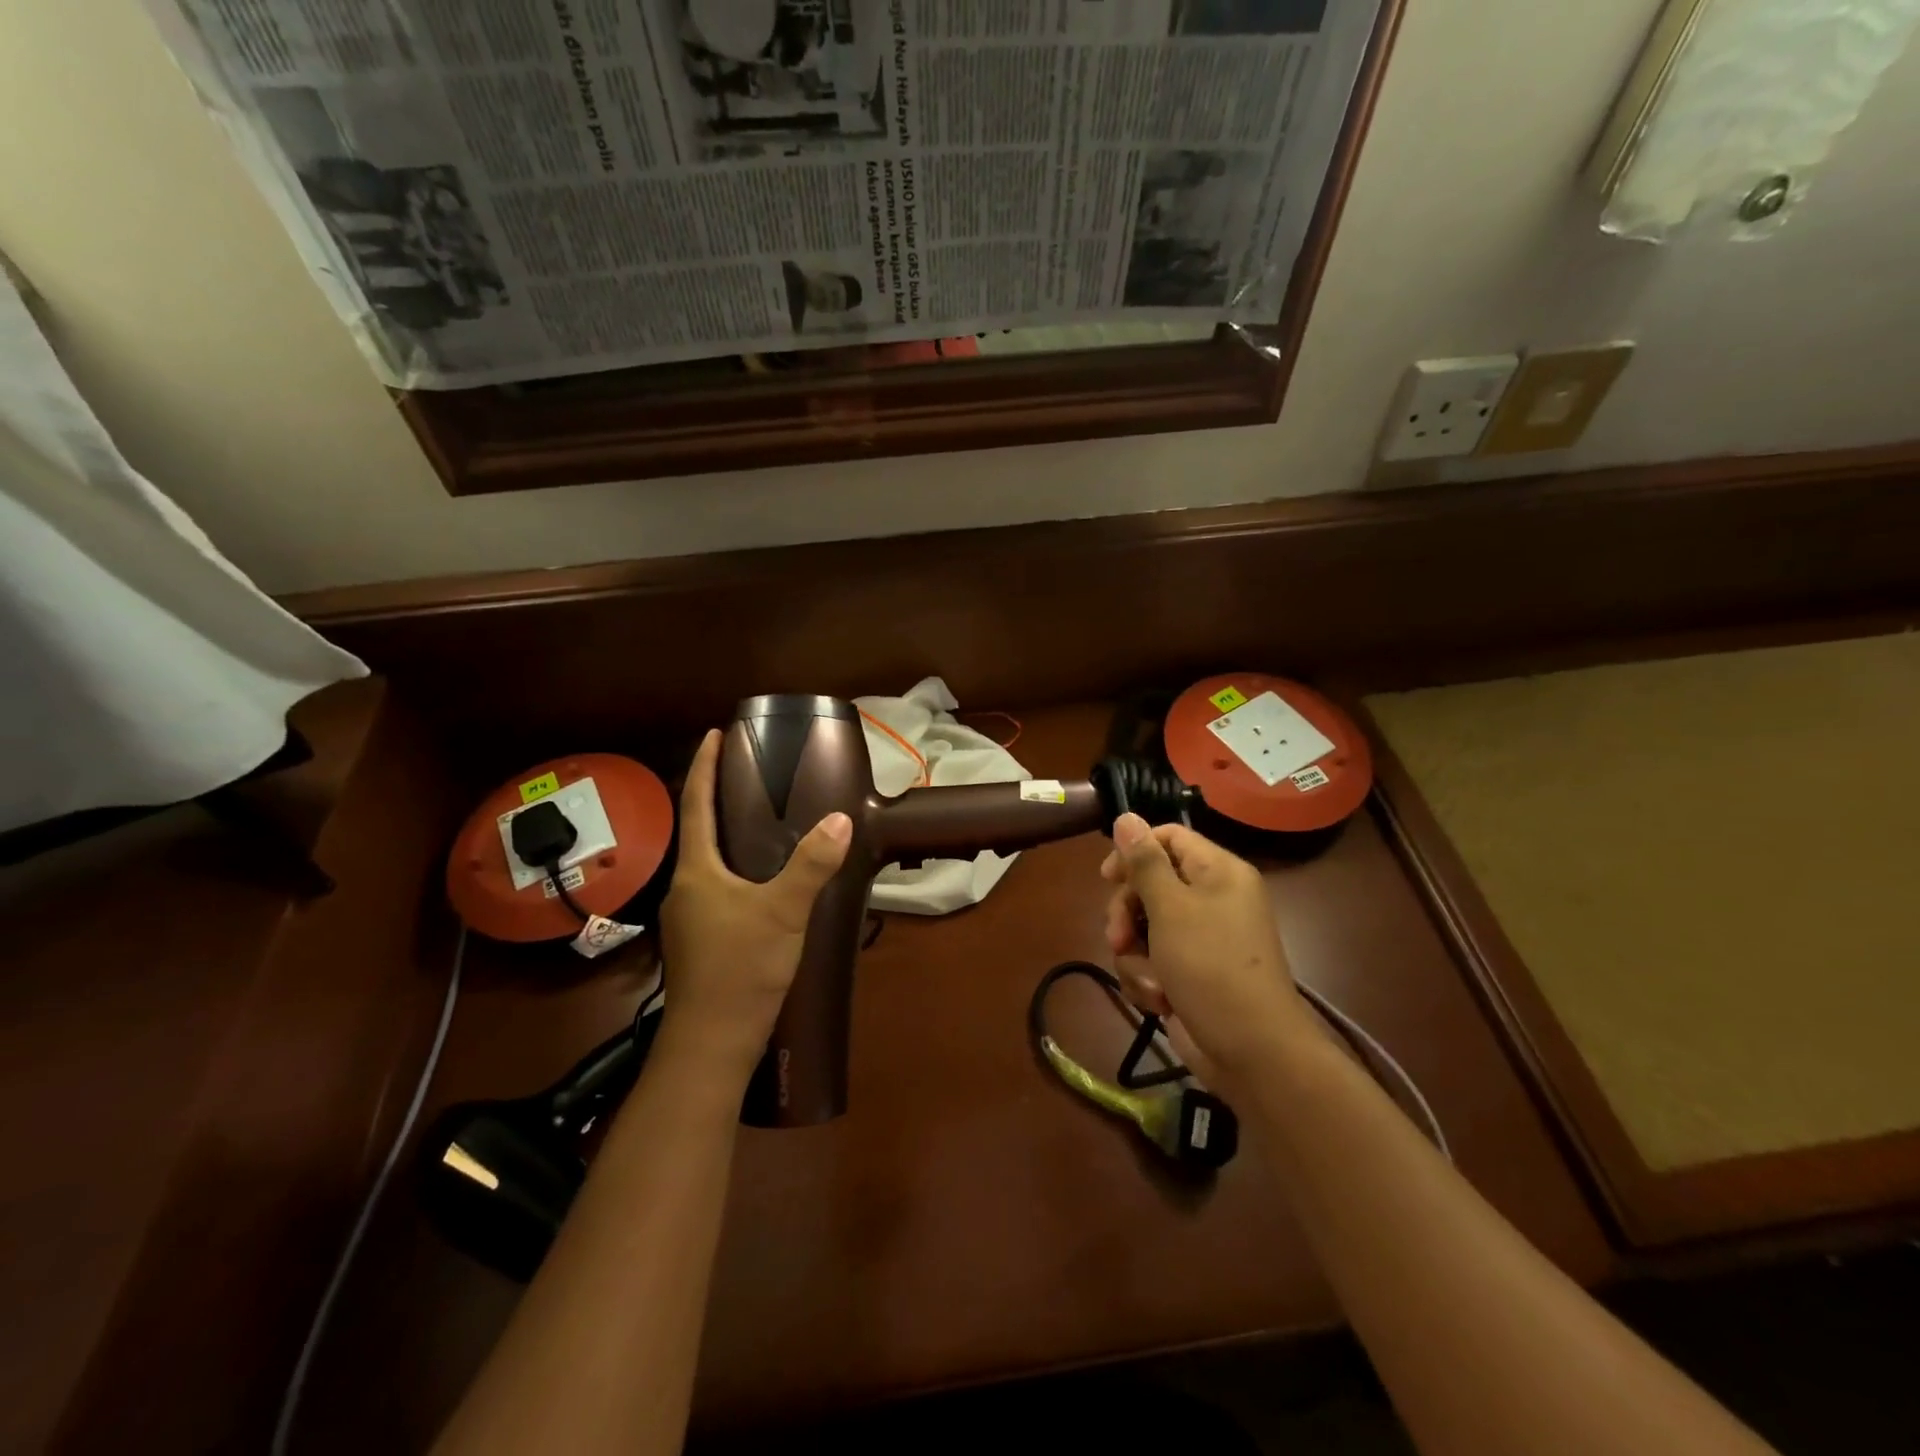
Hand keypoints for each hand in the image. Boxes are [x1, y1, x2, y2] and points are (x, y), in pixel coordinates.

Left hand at [659, 729, 851, 1077]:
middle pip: (699, 831)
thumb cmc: (740, 968)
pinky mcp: (701, 940)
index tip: (713, 734)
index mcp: (696, 871)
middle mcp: (686, 888)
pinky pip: (717, 888)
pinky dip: (736, 868)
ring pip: (709, 863)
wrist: (712, 1042)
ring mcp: (690, 917)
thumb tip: (840, 820)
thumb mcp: (783, 911)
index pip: (695, 804)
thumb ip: (812, 865)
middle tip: (750, 773)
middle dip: (718, 798)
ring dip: (728, 836)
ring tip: (761, 819)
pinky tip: (763, 880)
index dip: (703, 767)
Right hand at [1100, 814, 1314, 1087]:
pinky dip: (1148, 979)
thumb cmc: (1211, 966)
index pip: (1168, 838)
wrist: (1250, 1051)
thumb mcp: (1172, 908)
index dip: (1134, 851)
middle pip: (1149, 884)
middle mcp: (1211, 898)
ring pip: (1142, 927)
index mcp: (1218, 872)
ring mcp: (1200, 938)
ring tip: (1151, 981)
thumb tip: (1126, 816)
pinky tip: (1160, 1000)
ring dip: (1135, 954)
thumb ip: (1145, 861)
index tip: (1108, 877)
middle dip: (1126, 914)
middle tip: (1117, 937)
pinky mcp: (1188, 972)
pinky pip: (1151, 960)